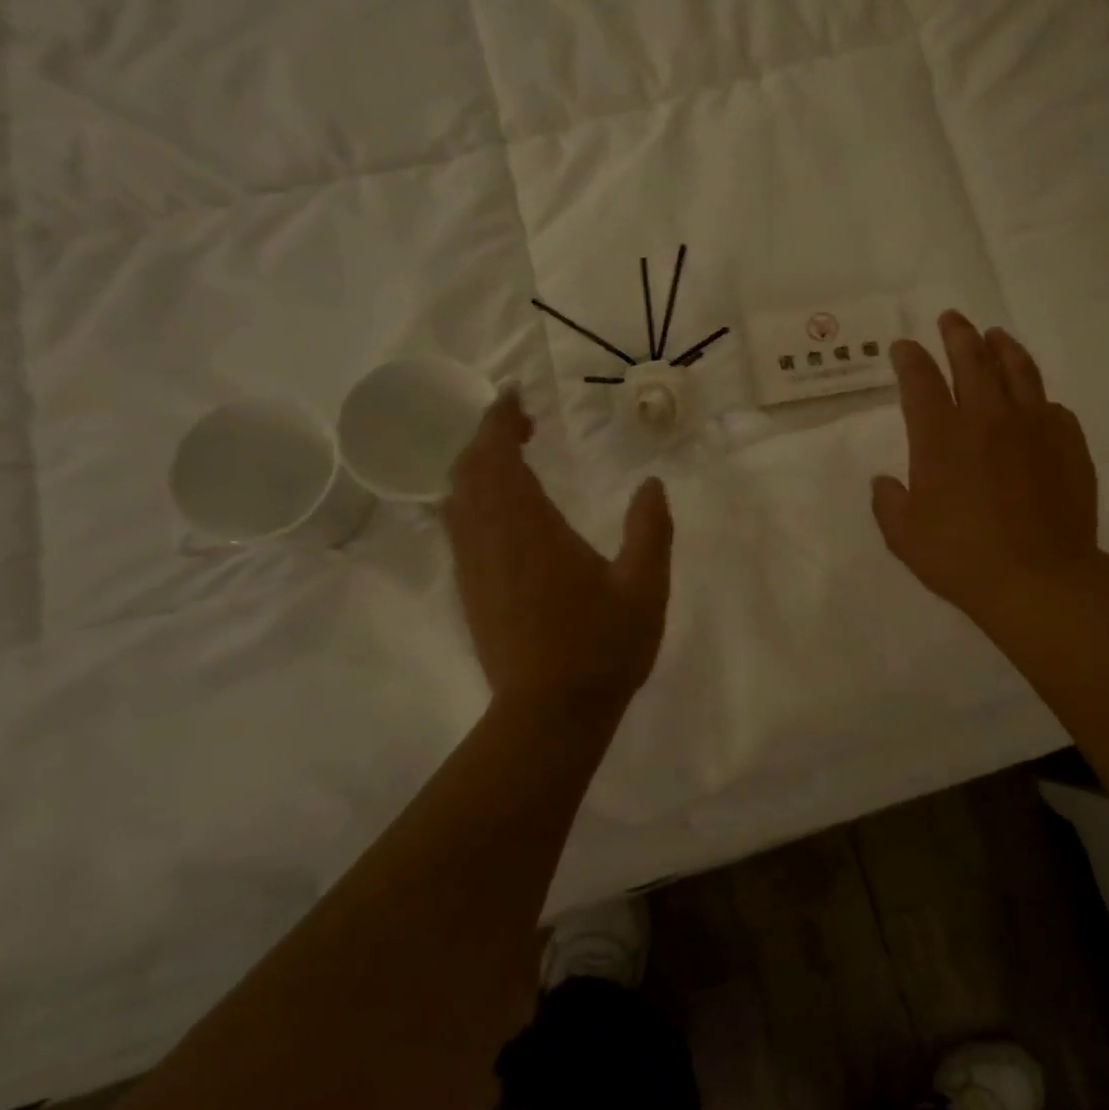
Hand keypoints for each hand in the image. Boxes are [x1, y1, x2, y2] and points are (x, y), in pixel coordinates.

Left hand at [442, 390, 671, 709]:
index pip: (497, 456)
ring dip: (474, 467)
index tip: (515, 397)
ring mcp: (474, 567)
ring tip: (508, 458)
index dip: (499, 419)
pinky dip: (469, 500)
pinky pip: (457, 528)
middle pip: (468, 470)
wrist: (550, 713)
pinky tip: (497, 509)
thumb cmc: (602, 647)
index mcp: (530, 529)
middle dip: (486, 436)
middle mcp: (490, 539)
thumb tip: (652, 484)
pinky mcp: (470, 591)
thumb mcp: (644, 587)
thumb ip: (650, 530)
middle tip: (519, 423)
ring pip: (455, 499)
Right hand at [873, 312, 1100, 634]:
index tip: (904, 347)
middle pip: (972, 359)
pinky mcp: (1068, 442)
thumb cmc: (961, 558)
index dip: (910, 359)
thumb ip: (889, 503)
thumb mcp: (904, 537)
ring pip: (1018, 370)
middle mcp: (987, 417)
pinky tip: (1035, 401)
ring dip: (1002, 348)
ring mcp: (1034, 425)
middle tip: (951, 318)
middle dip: (957, 334)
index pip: (921, 380)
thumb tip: (886, 482)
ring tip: (995, 335)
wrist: (1039, 579)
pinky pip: (1051, 406)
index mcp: (941, 436)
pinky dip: (1037, 397)